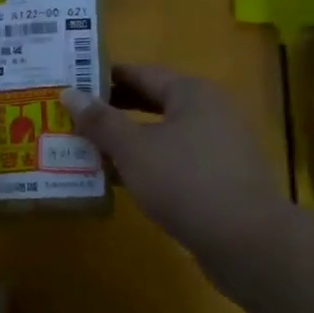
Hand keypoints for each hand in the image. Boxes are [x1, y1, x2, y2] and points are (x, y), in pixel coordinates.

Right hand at [63, 65, 286, 260]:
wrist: (244, 239)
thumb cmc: (184, 180)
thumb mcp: (133, 149)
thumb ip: (100, 121)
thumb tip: (69, 93)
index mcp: (191, 93)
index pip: (141, 73)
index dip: (105, 77)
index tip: (72, 83)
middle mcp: (209, 112)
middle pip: (153, 103)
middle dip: (114, 111)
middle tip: (73, 116)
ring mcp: (218, 147)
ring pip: (162, 135)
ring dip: (127, 142)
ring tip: (87, 149)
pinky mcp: (219, 179)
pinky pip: (174, 162)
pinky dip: (147, 165)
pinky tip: (120, 181)